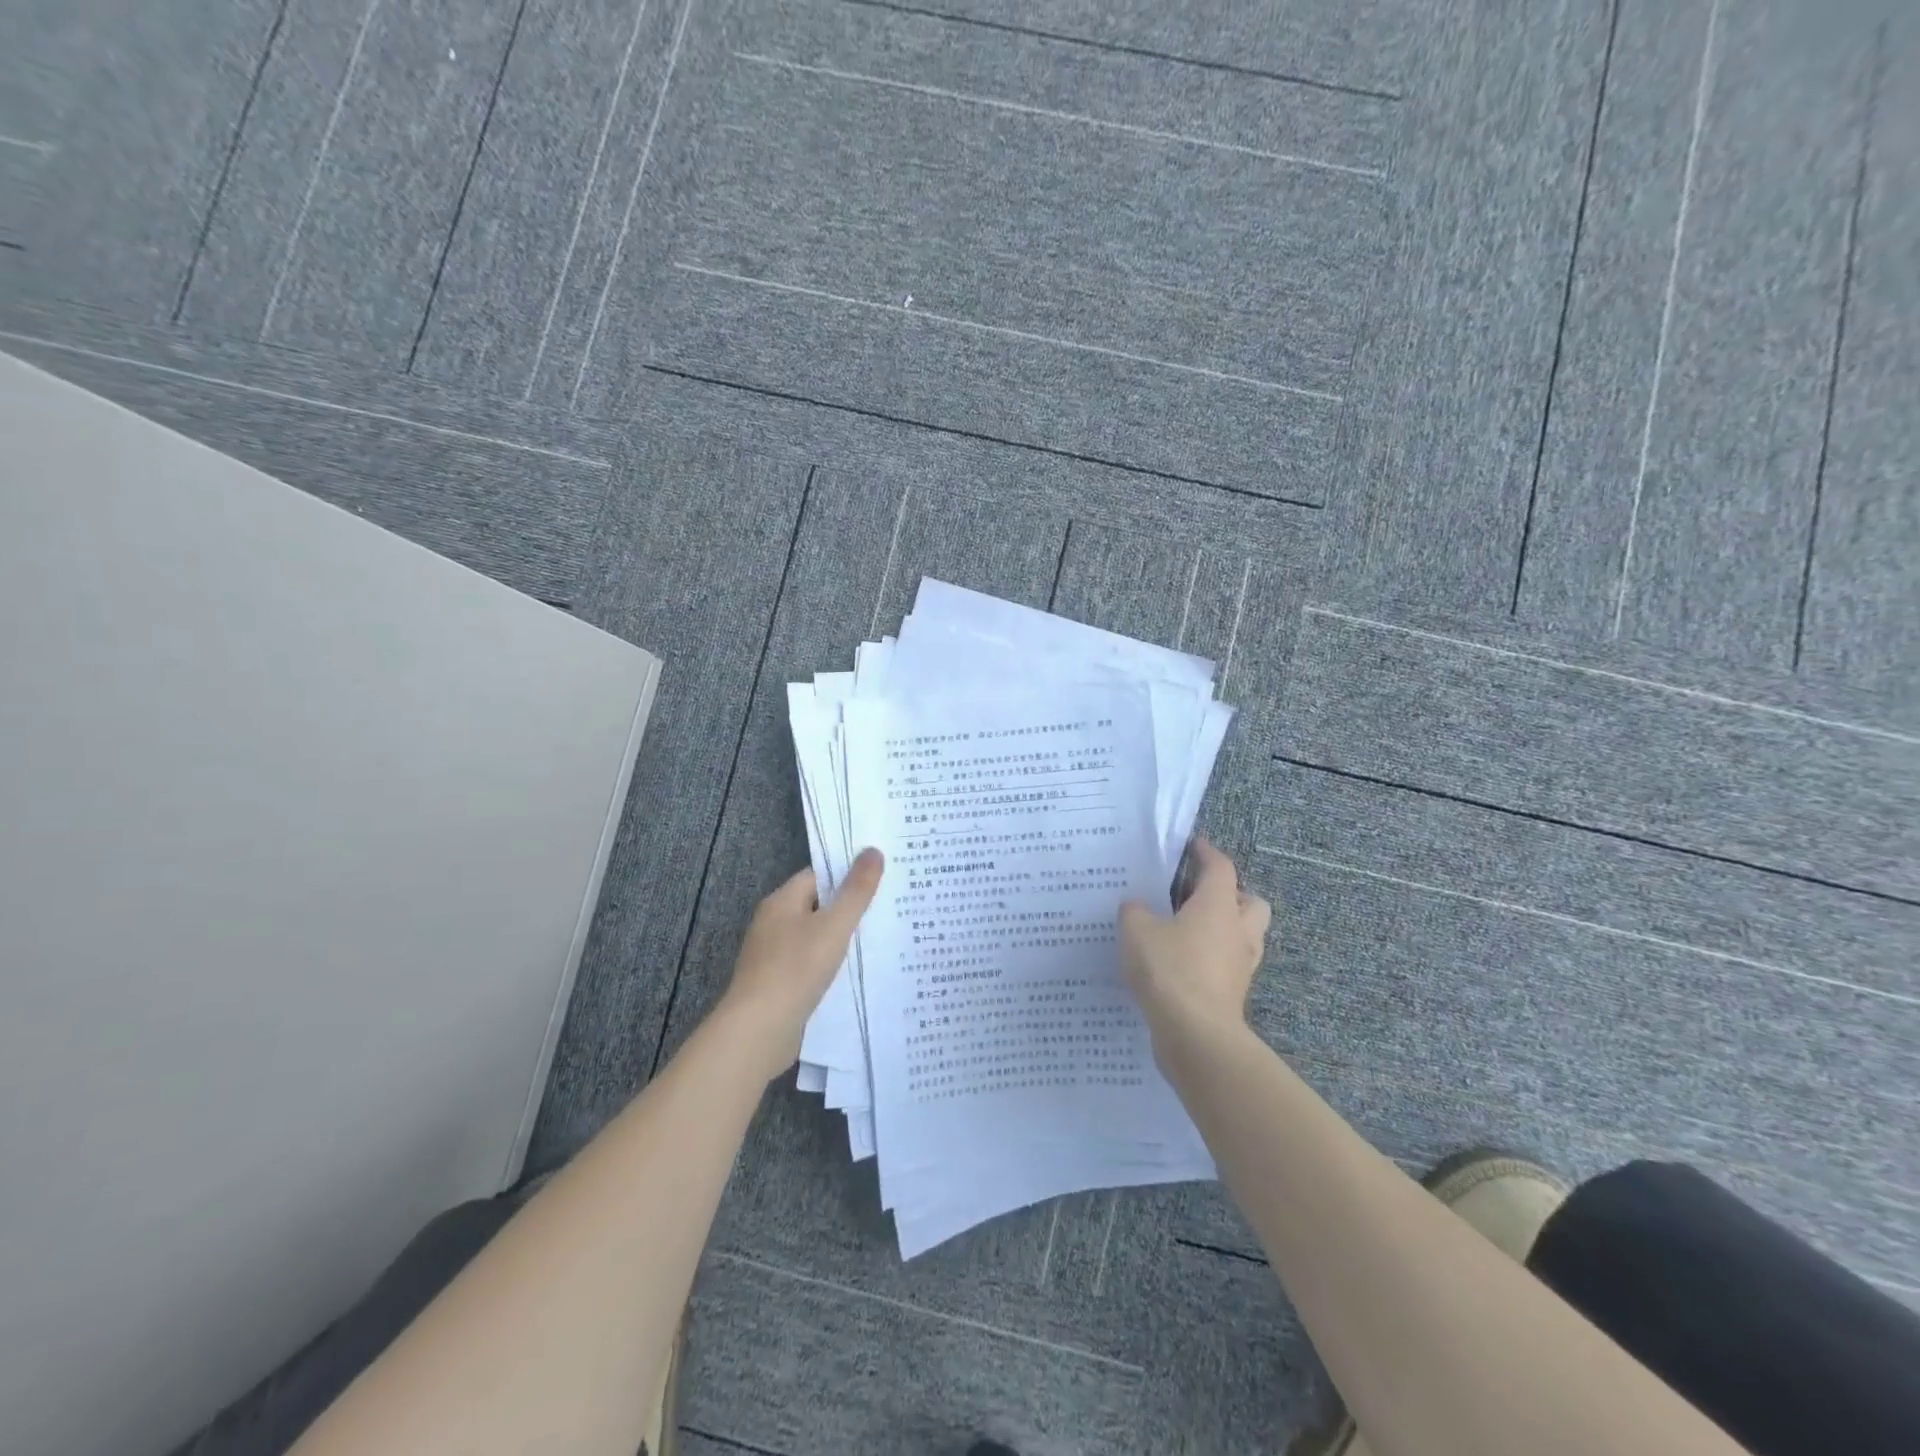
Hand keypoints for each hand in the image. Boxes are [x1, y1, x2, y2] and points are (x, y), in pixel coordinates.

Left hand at [719, 848, 883, 1080]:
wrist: (760, 1030)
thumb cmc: (796, 968)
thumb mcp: (834, 925)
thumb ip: (856, 890)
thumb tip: (873, 850)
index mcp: (782, 901)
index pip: (818, 876)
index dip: (847, 875)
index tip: (880, 879)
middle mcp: (774, 924)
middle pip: (817, 906)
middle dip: (849, 908)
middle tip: (888, 907)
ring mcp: (773, 955)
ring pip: (815, 937)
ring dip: (841, 939)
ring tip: (880, 939)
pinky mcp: (778, 984)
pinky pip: (810, 964)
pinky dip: (831, 965)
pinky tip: (856, 973)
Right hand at [1119, 837, 1270, 1054]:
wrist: (1195, 1035)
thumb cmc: (1170, 970)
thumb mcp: (1137, 930)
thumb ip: (1135, 911)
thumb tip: (1137, 907)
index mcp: (1218, 905)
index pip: (1221, 868)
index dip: (1207, 853)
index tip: (1193, 846)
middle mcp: (1237, 931)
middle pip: (1250, 902)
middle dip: (1231, 895)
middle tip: (1198, 896)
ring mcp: (1240, 965)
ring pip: (1243, 936)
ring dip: (1224, 929)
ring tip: (1188, 930)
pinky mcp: (1233, 994)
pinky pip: (1228, 965)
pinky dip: (1212, 959)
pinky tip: (1181, 963)